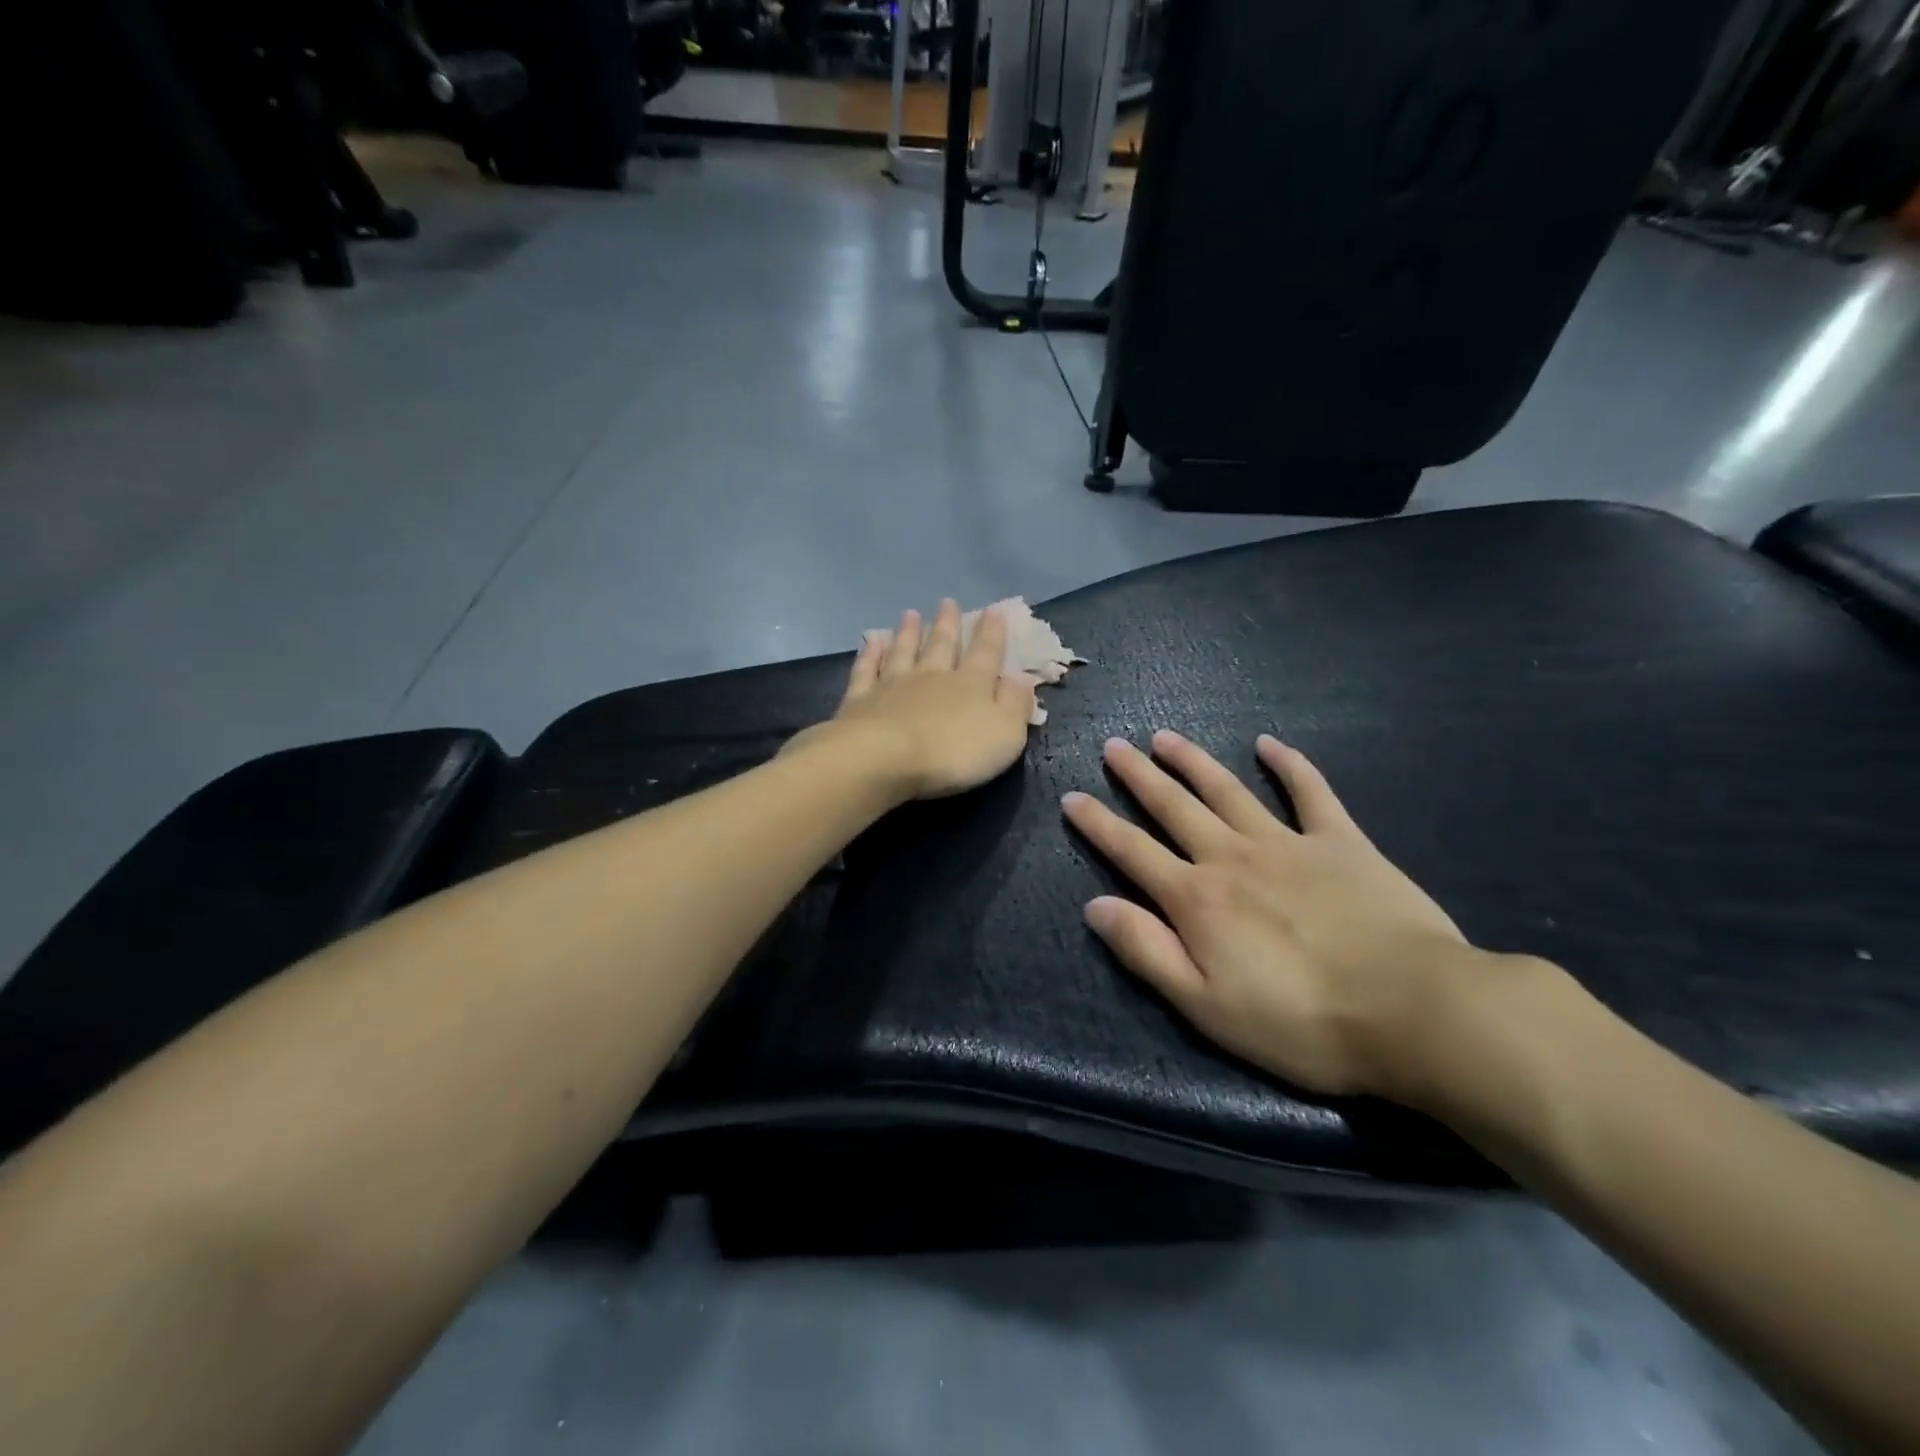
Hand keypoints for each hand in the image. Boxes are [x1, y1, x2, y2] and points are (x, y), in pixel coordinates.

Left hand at [790, 601, 1037, 801]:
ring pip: (903, 651)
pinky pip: (866, 670)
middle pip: (941, 645)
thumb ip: (1015, 704)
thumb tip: (1021, 677)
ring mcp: (893, 685)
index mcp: (971, 685)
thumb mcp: (1004, 734)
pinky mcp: (860, 700)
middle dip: (947, 624)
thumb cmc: (953, 753)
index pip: (986, 653)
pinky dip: (869, 655)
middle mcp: (932, 676)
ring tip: (910, 614)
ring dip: (908, 632)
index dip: (992, 632)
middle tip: (947, 602)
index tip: (993, 611)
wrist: (883, 759)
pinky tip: (871, 641)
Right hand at [1062, 731, 1488, 1099]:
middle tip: (1114, 746)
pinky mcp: (1341, 841)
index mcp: (1197, 899)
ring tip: (1165, 738)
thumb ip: (1147, 952)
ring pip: (1228, 790)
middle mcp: (1232, 857)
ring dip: (1193, 761)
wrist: (1413, 1010)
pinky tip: (1269, 744)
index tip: (1072, 796)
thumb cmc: (1302, 1022)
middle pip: (1174, 807)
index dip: (1097, 824)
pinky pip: (1310, 792)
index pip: (1132, 851)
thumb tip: (1096, 906)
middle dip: (1139, 776)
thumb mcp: (1206, 1006)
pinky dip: (1289, 764)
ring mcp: (1288, 842)